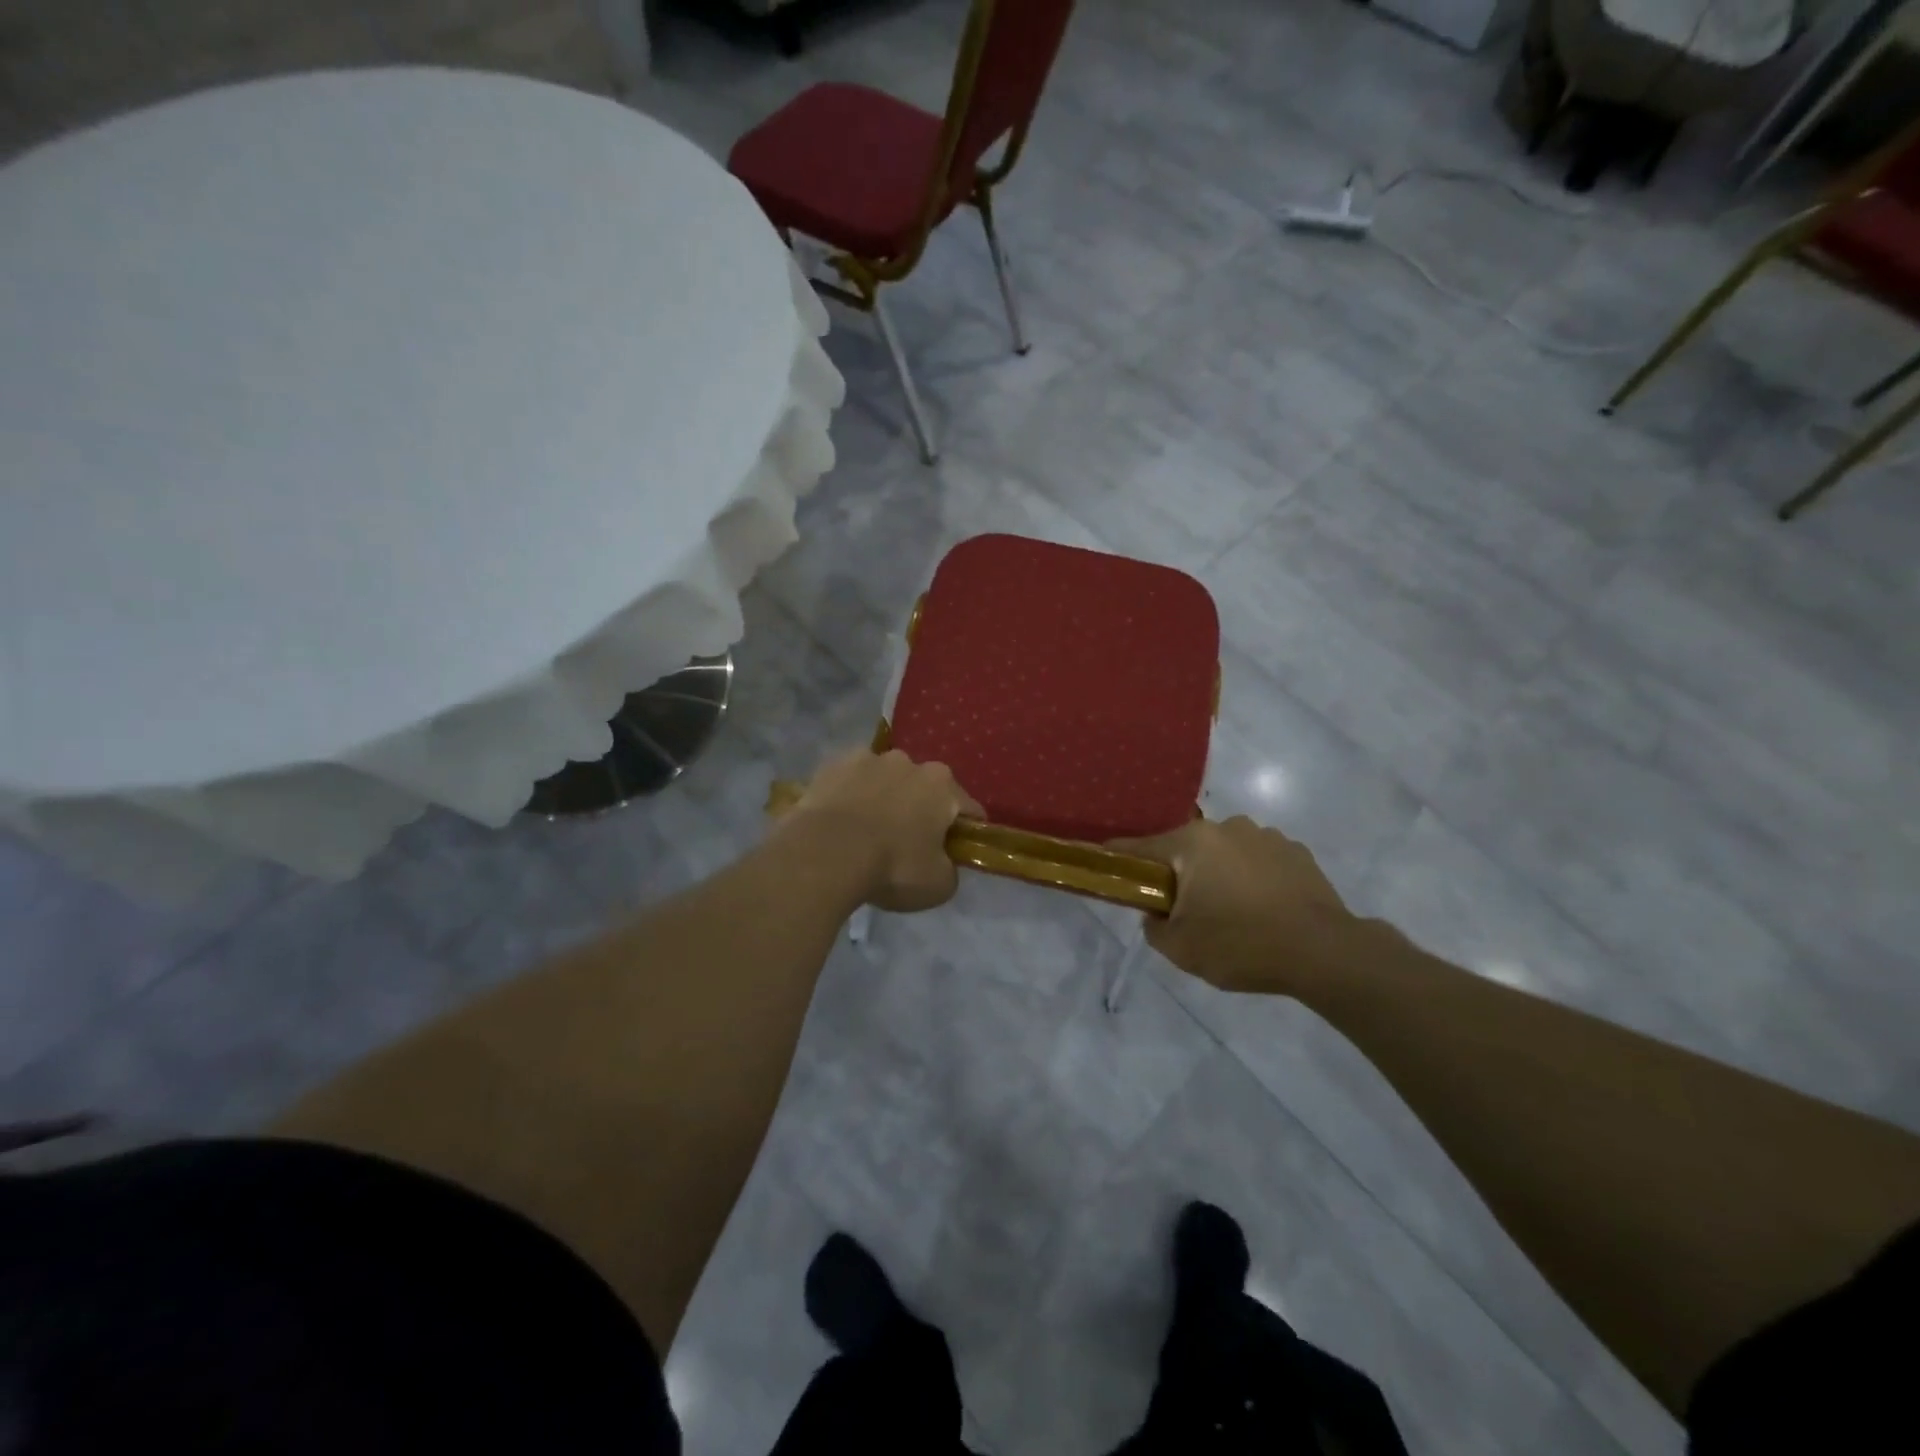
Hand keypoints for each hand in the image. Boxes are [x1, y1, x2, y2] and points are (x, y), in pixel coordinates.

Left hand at [781, 748, 980, 912]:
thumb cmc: (892, 867)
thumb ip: (950, 869)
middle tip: (906, 846)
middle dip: (920, 811)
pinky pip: (849, 784)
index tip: (955, 854)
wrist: (824, 854)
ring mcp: (867, 759)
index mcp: (942, 785)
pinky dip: (849, 798)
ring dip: (882, 800)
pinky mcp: (831, 766)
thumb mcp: (938, 885)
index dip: (965, 833)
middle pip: (923, 789)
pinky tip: (839, 825)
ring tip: (866, 834)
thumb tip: (944, 863)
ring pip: (884, 781)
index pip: (968, 809)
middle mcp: (908, 761)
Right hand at [1112, 816, 1356, 995]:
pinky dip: (1252, 880)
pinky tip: (1263, 911)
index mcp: (1192, 843)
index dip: (1119, 859)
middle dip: (1179, 874)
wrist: (1326, 953)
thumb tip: (1156, 913)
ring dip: (1219, 875)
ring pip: (1224, 854)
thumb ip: (1154, 927)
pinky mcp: (1296, 853)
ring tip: (1232, 914)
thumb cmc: (1242, 945)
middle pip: (1185, 849)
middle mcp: (1226, 827)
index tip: (1106, 866)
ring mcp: (1266, 836)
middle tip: (1184, 911)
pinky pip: (1258, 862)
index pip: (1139, 847)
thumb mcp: (1182, 949)